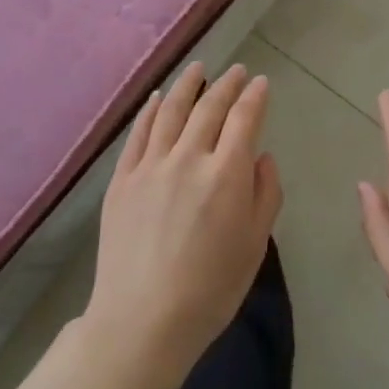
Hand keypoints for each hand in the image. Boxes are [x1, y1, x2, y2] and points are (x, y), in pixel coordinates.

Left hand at [85, 62, 283, 378]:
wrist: (142, 320)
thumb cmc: (210, 289)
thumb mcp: (255, 245)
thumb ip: (265, 194)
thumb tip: (261, 157)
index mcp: (226, 173)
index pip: (244, 119)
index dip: (254, 97)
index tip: (260, 83)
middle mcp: (188, 157)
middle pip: (209, 108)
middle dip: (226, 85)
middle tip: (236, 71)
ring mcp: (150, 165)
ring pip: (171, 111)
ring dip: (188, 86)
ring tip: (198, 68)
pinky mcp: (122, 179)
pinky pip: (138, 133)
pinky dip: (150, 110)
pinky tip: (158, 98)